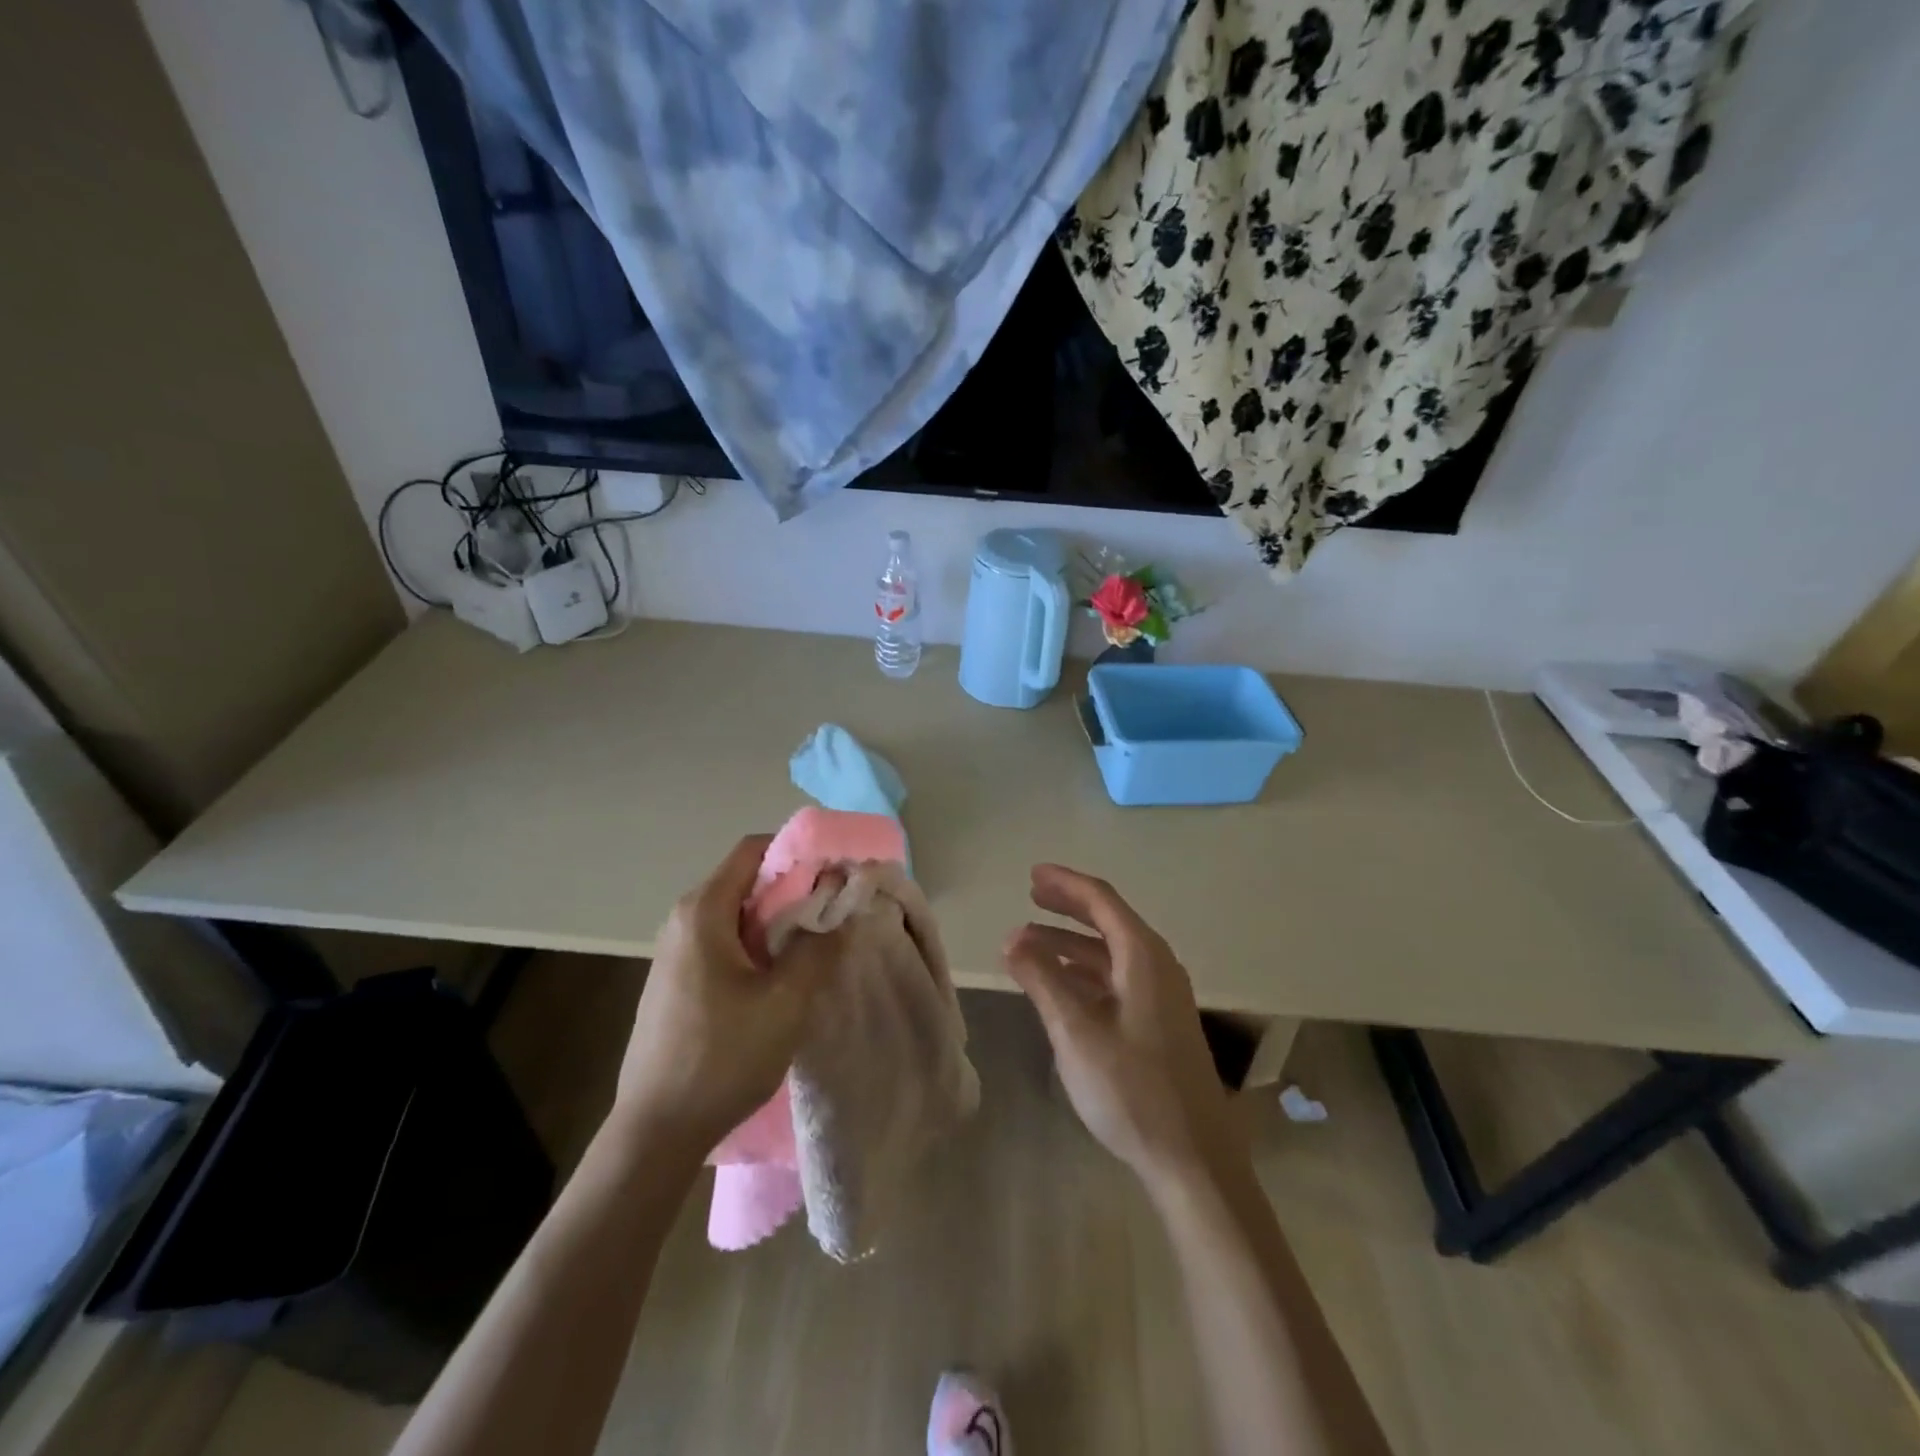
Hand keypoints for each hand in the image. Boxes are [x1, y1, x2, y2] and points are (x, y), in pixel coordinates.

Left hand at [614, 835, 840, 1159]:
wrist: (656, 1131)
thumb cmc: (722, 1056)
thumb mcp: (786, 1000)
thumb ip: (820, 946)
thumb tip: (841, 907)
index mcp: (703, 911)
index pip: (754, 849)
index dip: (799, 853)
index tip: (837, 875)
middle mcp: (684, 920)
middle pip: (747, 881)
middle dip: (795, 890)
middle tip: (836, 914)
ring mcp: (676, 952)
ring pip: (738, 915)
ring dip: (779, 922)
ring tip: (816, 947)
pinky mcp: (677, 981)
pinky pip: (725, 942)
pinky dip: (758, 946)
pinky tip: (780, 979)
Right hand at [1003, 865, 1241, 1193]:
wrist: (1192, 1159)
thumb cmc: (1131, 1089)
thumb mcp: (1075, 1032)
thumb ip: (1042, 980)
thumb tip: (1012, 939)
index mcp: (1143, 957)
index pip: (1101, 901)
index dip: (1065, 884)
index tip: (1032, 874)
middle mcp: (1157, 966)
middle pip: (1108, 921)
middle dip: (1068, 907)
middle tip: (1030, 895)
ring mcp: (1162, 996)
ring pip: (1110, 954)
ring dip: (1070, 945)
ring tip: (1027, 946)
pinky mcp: (1159, 1023)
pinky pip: (1116, 979)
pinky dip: (1085, 972)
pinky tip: (1060, 984)